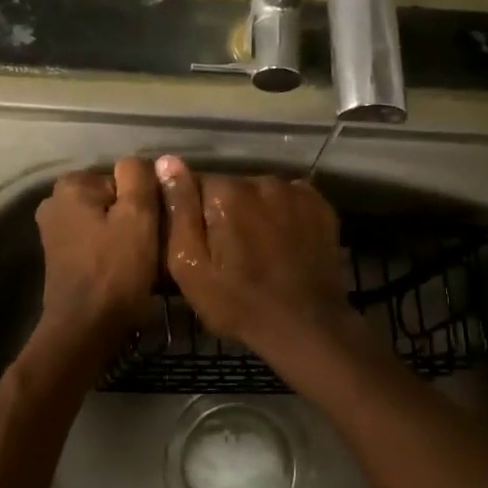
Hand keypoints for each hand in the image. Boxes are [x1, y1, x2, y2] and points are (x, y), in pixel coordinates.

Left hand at [34, 159, 159, 347]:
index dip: (146, 201)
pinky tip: (126, 271)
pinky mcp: (60, 257)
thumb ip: (140, 178)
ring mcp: (54, 231)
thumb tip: (143, 162)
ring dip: (126, 236)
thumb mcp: (138, 216)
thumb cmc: (115, 270)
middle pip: (114, 199)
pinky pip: (97, 241)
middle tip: (153, 245)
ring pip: (107, 221)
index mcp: (70, 185)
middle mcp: (55, 202)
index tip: (155, 227)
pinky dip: (112, 251)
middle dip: (135, 218)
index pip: (125, 178)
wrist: (85, 329)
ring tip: (142, 260)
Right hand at [154, 156, 365, 366]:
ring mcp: (295, 191)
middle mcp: (261, 181)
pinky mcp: (320, 205)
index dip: (196, 215)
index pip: (197, 186)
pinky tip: (284, 244)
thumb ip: (179, 209)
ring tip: (260, 251)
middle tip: (231, 254)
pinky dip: (284, 216)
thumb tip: (167, 161)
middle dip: (227, 213)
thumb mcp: (191, 266)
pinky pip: (290, 200)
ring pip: (261, 194)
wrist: (306, 327)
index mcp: (225, 192)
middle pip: (232, 188)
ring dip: (256, 213)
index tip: (203, 245)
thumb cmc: (238, 303)